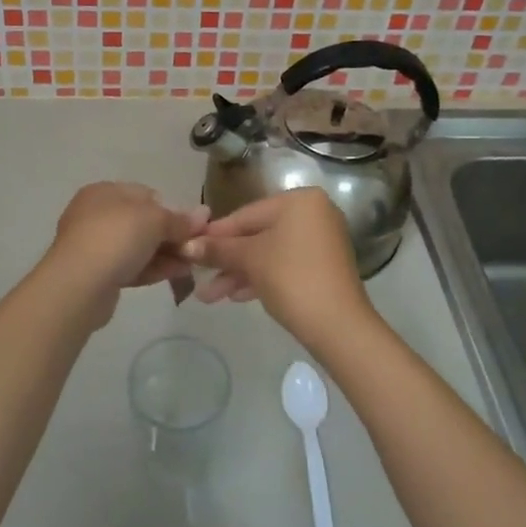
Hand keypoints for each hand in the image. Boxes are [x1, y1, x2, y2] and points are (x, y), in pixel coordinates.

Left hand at [43, 182, 207, 306]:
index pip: (145, 194)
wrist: (79, 285)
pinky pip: (131, 267)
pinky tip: (177, 274)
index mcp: (104, 192)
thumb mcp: (155, 220)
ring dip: (165, 254)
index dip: (170, 208)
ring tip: (192, 264)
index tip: (192, 226)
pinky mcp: (97, 274)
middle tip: (195, 247)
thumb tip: (203, 215)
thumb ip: (179, 219)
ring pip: (137, 247)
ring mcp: (94, 246)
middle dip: (170, 235)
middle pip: (142, 222)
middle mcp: (95, 215)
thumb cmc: (116, 237)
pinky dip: (153, 269)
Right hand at [183, 188, 376, 343]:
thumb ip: (218, 249)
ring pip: (269, 253)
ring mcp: (320, 241)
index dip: (215, 234)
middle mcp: (313, 214)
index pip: (246, 214)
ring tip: (210, 296)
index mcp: (300, 200)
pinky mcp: (323, 267)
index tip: (189, 248)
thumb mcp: (249, 260)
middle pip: (257, 234)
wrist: (338, 325)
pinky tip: (235, 296)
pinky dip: (261, 278)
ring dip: (239, 273)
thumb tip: (186, 245)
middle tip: (198, 277)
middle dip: (226, 259)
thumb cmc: (291, 278)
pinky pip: (284, 265)